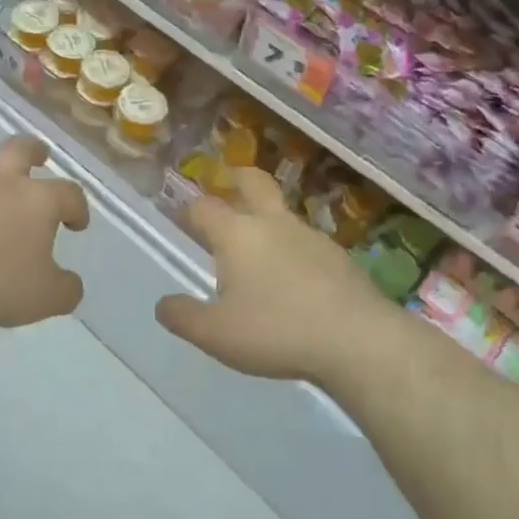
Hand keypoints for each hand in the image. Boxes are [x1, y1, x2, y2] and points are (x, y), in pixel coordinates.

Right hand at [157, 169, 399, 385]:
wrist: (357, 339)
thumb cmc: (276, 330)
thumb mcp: (217, 334)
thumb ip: (184, 317)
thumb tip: (162, 304)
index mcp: (236, 234)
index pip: (203, 208)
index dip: (188, 211)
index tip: (181, 219)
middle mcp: (272, 223)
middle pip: (253, 182)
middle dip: (237, 179)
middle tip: (229, 183)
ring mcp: (310, 236)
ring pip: (282, 213)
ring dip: (268, 217)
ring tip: (261, 246)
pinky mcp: (338, 256)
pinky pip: (307, 242)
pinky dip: (294, 248)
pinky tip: (295, 277)